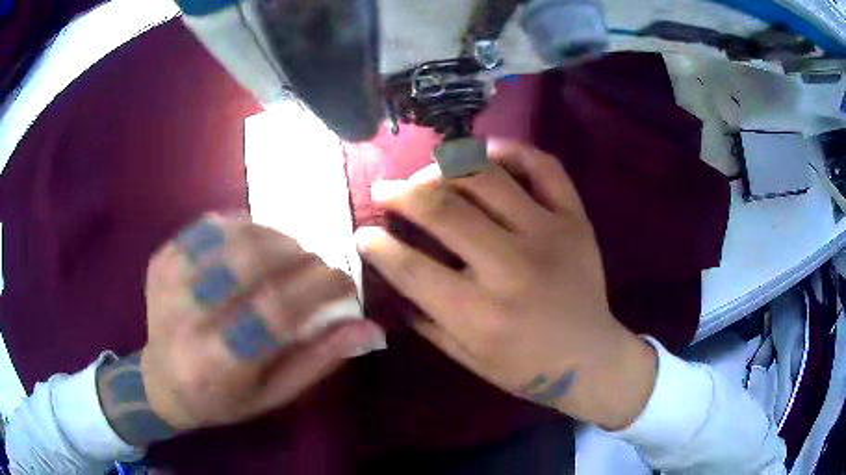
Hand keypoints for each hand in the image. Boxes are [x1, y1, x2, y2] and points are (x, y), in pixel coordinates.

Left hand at [97, 213, 385, 446]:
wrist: (160, 381)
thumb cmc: (223, 399)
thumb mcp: (274, 395)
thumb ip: (319, 359)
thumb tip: (369, 328)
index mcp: (216, 364)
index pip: (275, 311)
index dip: (319, 287)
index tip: (345, 281)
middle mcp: (186, 317)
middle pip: (252, 263)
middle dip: (300, 256)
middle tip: (319, 266)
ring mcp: (169, 280)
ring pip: (233, 236)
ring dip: (277, 237)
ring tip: (293, 254)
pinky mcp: (163, 258)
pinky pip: (211, 226)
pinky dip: (245, 227)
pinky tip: (257, 244)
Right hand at [355, 140, 655, 429]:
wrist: (591, 358)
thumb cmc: (526, 367)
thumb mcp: (467, 358)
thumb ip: (424, 320)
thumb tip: (390, 277)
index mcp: (480, 313)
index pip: (410, 267)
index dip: (376, 243)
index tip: (362, 231)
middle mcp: (512, 267)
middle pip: (443, 208)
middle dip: (400, 192)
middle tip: (385, 189)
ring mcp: (549, 235)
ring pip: (486, 177)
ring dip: (444, 167)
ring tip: (427, 173)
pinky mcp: (575, 219)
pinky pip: (543, 166)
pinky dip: (510, 151)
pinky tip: (485, 152)